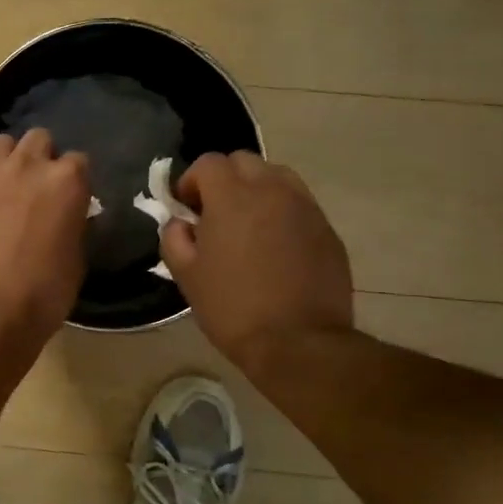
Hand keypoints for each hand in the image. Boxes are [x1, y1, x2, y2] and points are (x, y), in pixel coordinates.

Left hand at [0, 129, 91, 354]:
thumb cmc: (41, 294)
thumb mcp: (75, 260)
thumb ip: (72, 225)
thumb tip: (66, 217)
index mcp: (67, 182)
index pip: (79, 161)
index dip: (74, 181)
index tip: (69, 199)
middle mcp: (29, 165)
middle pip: (39, 139)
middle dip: (41, 158)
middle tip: (36, 189)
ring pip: (2, 144)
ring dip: (8, 160)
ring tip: (5, 188)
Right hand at [159, 152, 353, 368]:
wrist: (298, 342)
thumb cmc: (233, 308)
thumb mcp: (187, 276)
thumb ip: (174, 238)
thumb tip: (181, 223)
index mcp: (232, 198)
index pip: (208, 162)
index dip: (191, 181)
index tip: (187, 209)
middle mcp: (272, 191)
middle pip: (244, 161)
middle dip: (225, 180)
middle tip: (216, 215)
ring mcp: (306, 208)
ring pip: (277, 177)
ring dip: (257, 190)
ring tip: (249, 226)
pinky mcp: (327, 229)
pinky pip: (299, 205)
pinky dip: (282, 213)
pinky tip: (276, 247)